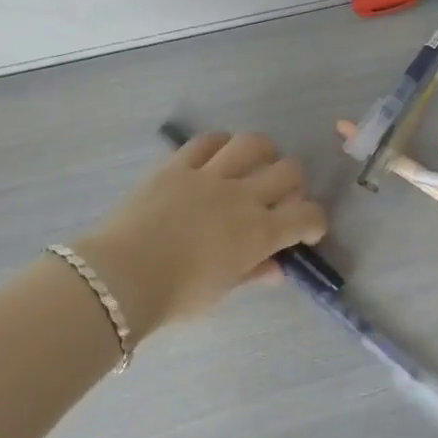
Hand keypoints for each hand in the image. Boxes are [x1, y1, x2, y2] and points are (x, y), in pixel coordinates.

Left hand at [70, 133, 327, 339]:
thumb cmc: (176, 296)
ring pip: (252, 144)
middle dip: (294, 184)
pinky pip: (206, 142)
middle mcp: (242, 196)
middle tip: (280, 198)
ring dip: (263, 153)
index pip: (307, 216)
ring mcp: (209, 175)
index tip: (307, 231)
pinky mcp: (177, 165)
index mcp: (259, 233)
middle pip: (288, 171)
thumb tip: (276, 268)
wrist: (122, 277)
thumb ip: (253, 272)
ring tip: (255, 165)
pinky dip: (220, 145)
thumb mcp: (222, 290)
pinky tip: (218, 156)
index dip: (315, 222)